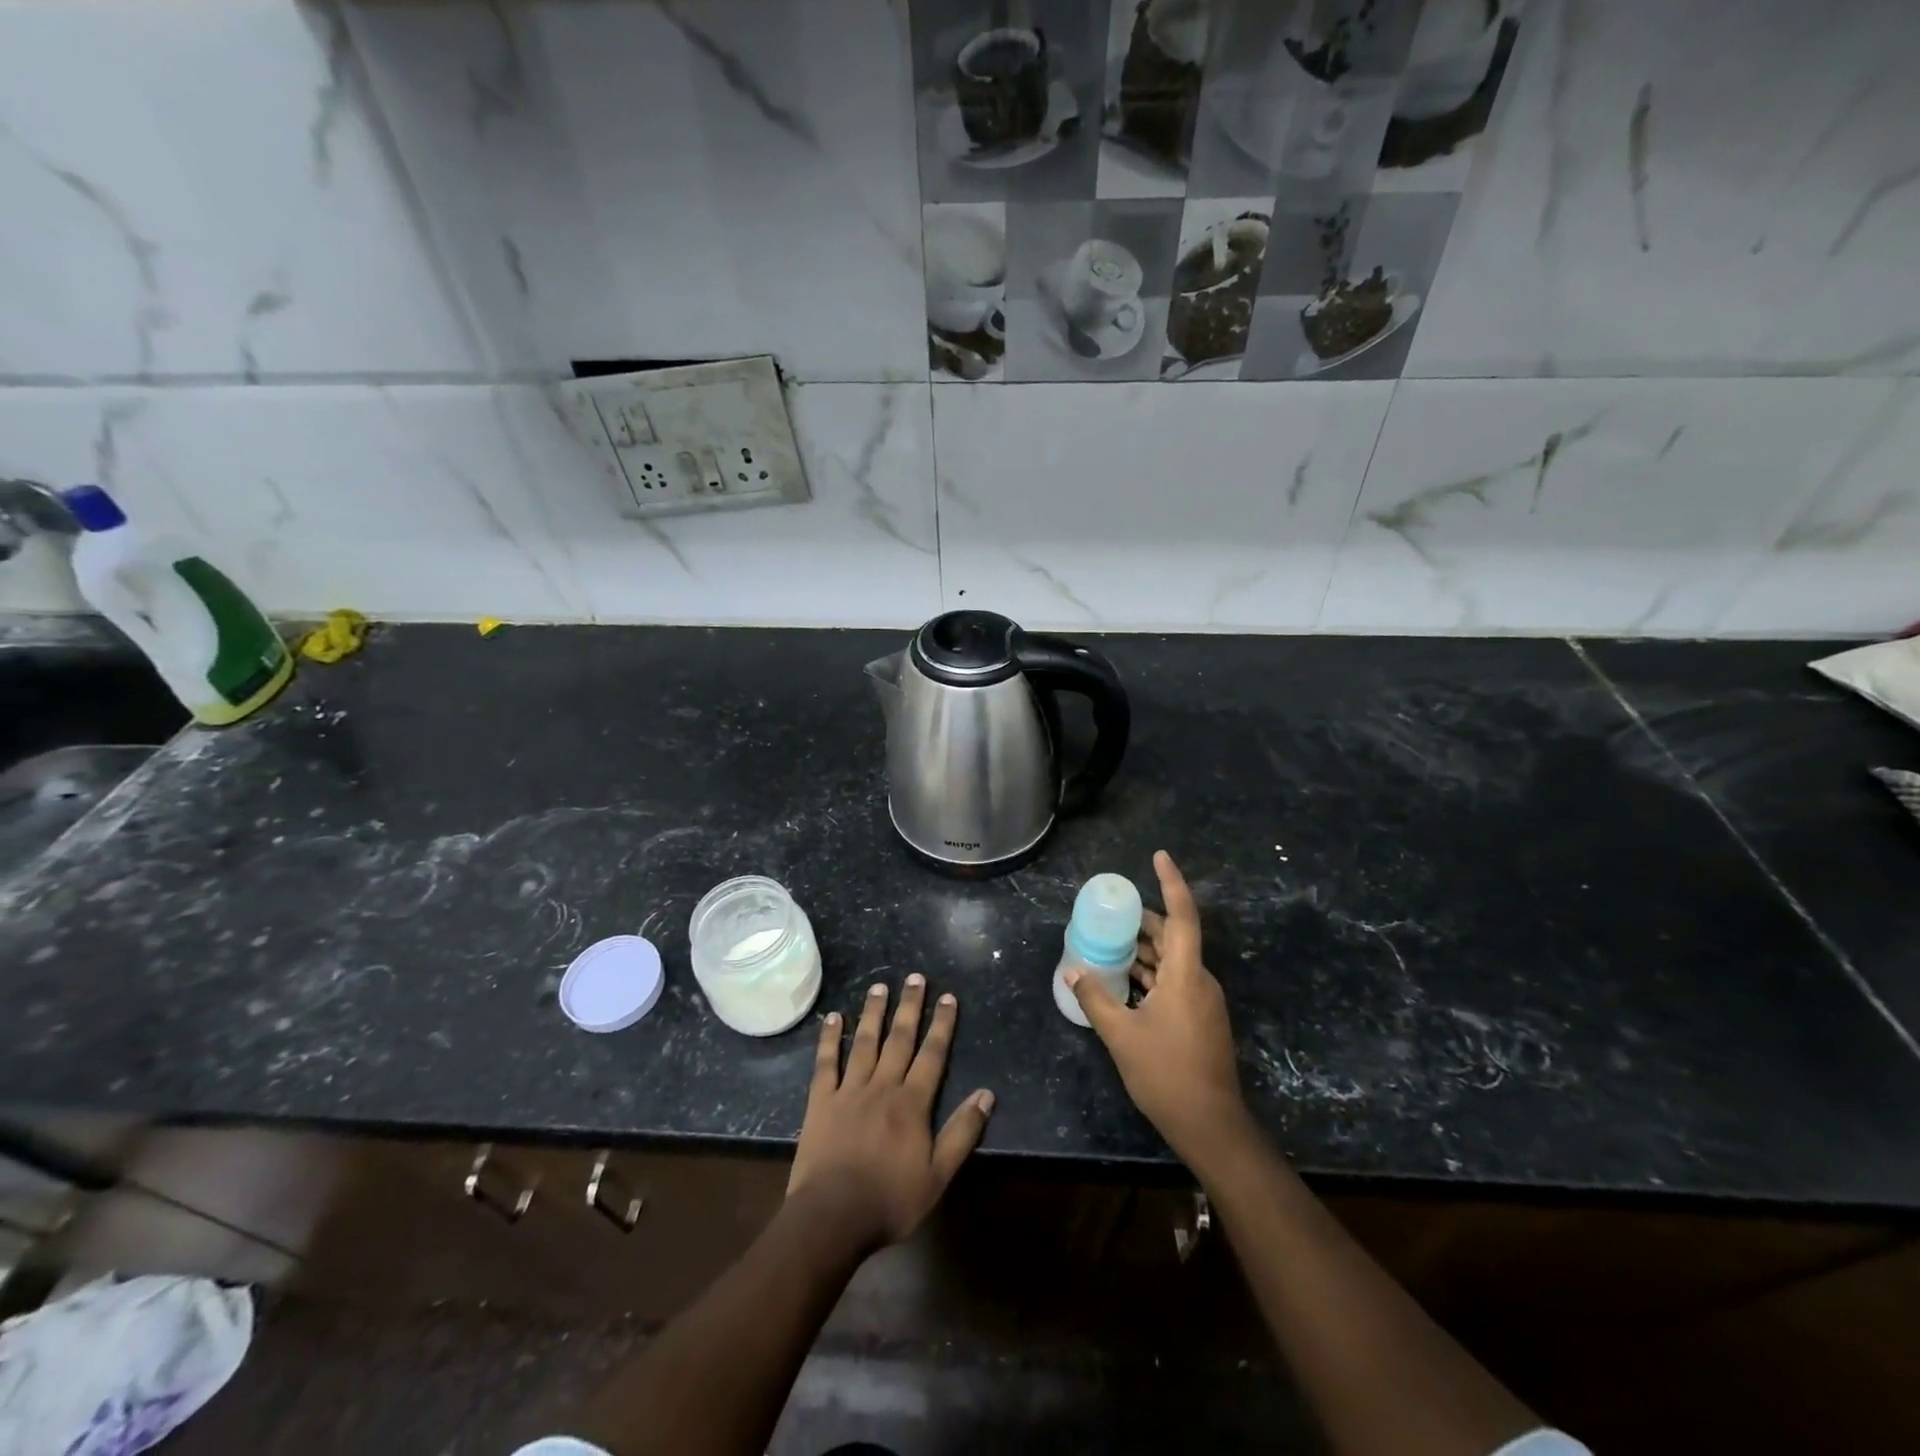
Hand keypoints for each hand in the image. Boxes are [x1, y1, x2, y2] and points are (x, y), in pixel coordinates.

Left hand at [787, 975, 993, 1250]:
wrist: (832, 1218)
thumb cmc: (890, 1200)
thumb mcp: (938, 1175)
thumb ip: (962, 1132)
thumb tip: (987, 1094)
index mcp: (912, 1103)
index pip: (932, 1054)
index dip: (942, 1025)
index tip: (948, 997)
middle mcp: (883, 1086)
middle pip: (900, 1039)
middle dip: (909, 1006)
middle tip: (915, 977)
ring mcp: (849, 1091)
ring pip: (865, 1042)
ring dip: (873, 1012)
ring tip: (879, 986)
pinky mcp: (821, 1101)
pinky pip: (826, 1063)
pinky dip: (830, 1039)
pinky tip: (833, 1017)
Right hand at [1065, 851, 1248, 1166]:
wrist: (1211, 1125)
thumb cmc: (1166, 1074)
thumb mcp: (1121, 1035)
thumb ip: (1095, 998)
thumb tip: (1072, 971)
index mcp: (1186, 975)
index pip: (1182, 915)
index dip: (1171, 882)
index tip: (1158, 856)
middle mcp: (1199, 979)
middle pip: (1174, 936)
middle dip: (1144, 921)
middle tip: (1110, 913)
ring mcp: (1203, 1000)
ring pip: (1173, 960)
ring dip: (1145, 950)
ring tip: (1109, 944)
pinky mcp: (1201, 1018)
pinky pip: (1175, 980)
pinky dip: (1152, 973)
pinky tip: (1125, 980)